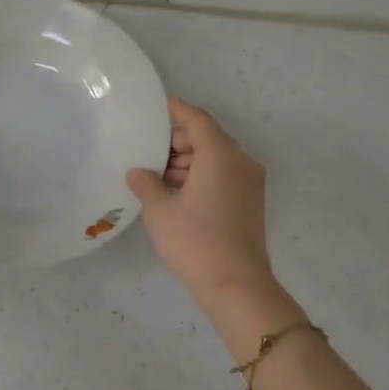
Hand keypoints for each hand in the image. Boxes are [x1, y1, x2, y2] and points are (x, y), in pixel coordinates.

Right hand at [126, 98, 275, 305]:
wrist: (236, 285)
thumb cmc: (195, 241)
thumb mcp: (160, 210)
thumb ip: (146, 183)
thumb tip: (137, 172)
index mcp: (220, 154)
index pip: (197, 120)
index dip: (177, 110)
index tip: (158, 104)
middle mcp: (240, 161)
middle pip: (208, 137)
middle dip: (178, 140)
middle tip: (148, 148)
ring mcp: (249, 183)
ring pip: (216, 158)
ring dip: (189, 160)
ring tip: (157, 174)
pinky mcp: (250, 202)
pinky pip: (223, 175)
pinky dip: (201, 175)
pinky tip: (176, 191)